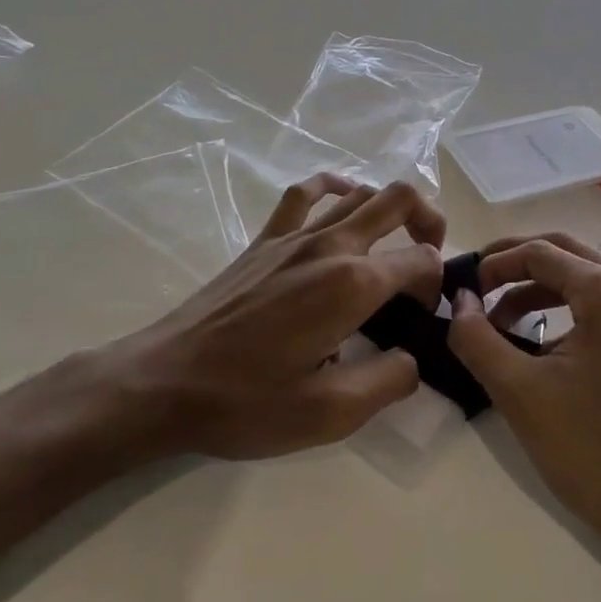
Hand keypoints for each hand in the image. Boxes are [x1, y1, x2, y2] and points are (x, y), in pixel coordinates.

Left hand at [103, 175, 439, 459]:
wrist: (165, 382)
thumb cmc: (247, 401)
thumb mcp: (330, 414)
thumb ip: (389, 382)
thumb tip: (411, 359)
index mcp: (351, 284)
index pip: (420, 260)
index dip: (435, 285)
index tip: (421, 318)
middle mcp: (329, 245)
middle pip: (399, 199)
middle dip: (429, 221)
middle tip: (430, 258)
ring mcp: (294, 235)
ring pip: (358, 192)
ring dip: (389, 208)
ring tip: (394, 241)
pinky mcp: (265, 239)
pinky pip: (306, 193)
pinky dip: (334, 187)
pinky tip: (341, 201)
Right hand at [447, 234, 600, 567]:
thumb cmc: (590, 450)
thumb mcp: (519, 391)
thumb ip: (477, 337)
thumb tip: (459, 300)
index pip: (540, 252)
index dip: (494, 265)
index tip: (463, 291)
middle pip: (565, 253)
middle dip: (515, 265)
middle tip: (476, 286)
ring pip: (585, 276)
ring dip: (539, 289)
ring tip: (500, 322)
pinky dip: (567, 308)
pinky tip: (540, 340)